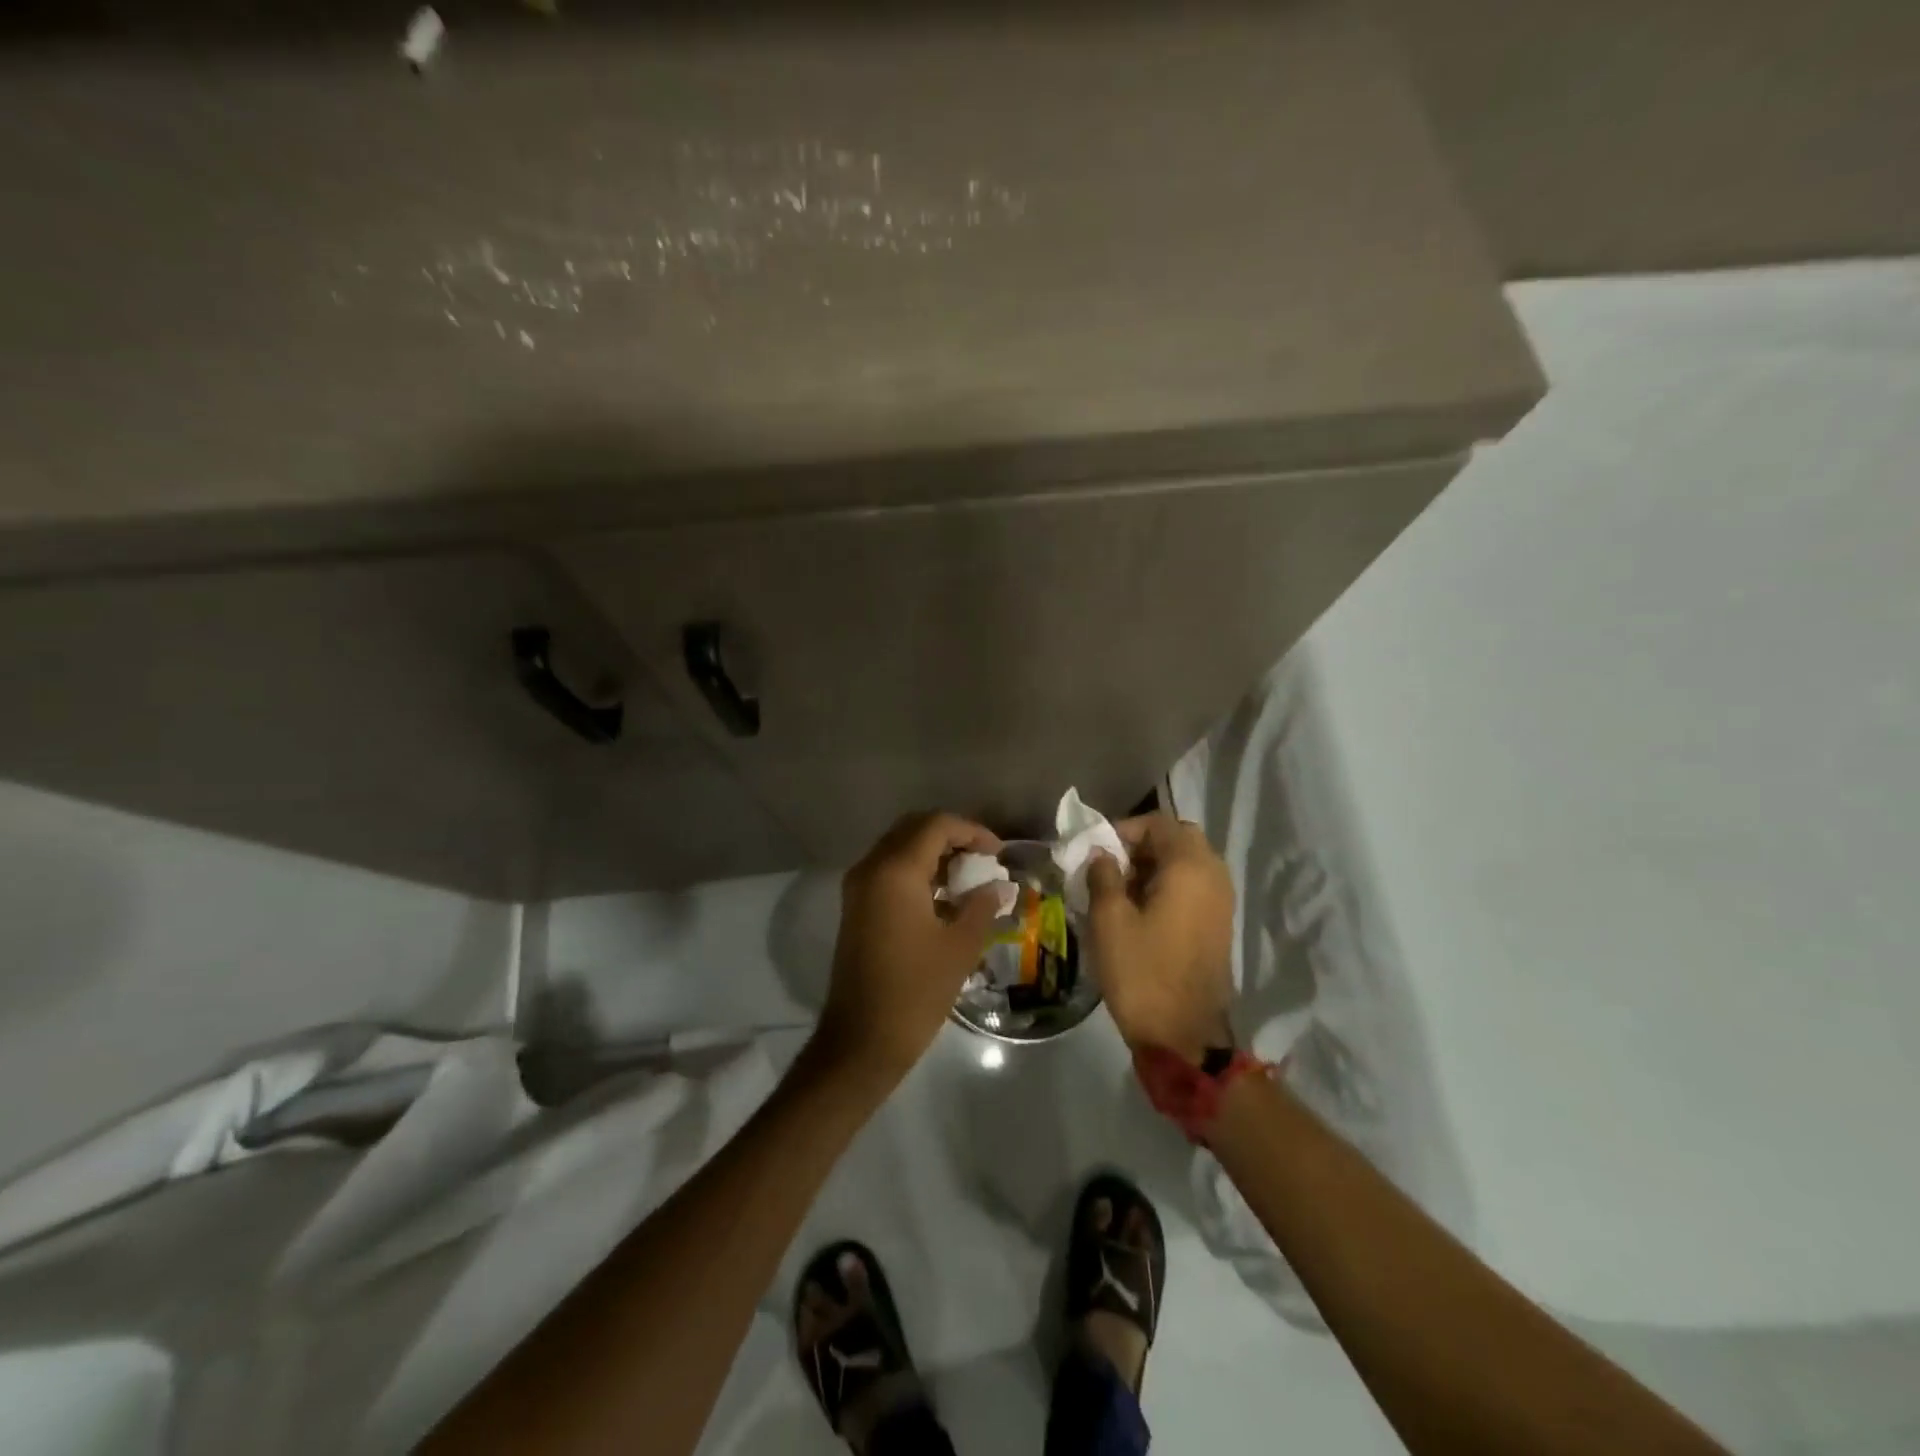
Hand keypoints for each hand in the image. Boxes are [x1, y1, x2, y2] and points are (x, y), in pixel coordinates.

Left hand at [814, 812, 1004, 1084]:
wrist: (862, 1039)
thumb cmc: (916, 991)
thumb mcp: (959, 947)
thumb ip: (982, 906)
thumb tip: (999, 886)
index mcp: (895, 871)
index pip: (936, 825)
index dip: (972, 831)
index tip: (998, 853)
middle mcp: (871, 868)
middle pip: (914, 829)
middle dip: (952, 837)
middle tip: (984, 859)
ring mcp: (859, 887)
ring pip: (899, 848)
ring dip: (933, 853)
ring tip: (969, 877)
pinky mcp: (856, 907)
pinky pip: (888, 870)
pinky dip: (916, 871)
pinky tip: (944, 896)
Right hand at [1085, 813, 1235, 1061]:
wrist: (1185, 1035)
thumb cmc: (1142, 973)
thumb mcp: (1109, 921)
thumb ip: (1103, 876)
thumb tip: (1102, 854)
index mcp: (1189, 867)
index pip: (1158, 823)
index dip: (1124, 830)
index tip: (1097, 852)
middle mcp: (1213, 875)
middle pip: (1178, 838)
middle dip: (1142, 845)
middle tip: (1110, 868)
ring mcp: (1221, 901)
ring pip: (1188, 862)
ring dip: (1155, 866)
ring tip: (1120, 890)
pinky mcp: (1220, 923)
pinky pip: (1195, 886)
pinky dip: (1169, 885)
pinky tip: (1141, 910)